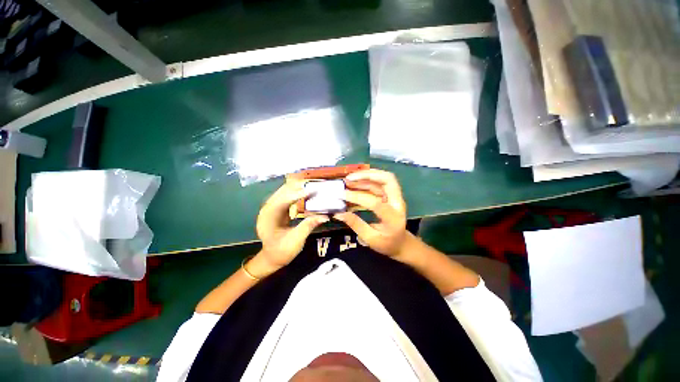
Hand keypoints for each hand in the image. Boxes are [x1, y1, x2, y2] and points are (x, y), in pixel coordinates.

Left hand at [256, 182, 328, 273]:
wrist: (272, 258)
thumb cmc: (282, 251)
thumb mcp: (296, 240)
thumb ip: (309, 226)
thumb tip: (325, 216)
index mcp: (268, 218)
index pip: (282, 201)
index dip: (297, 194)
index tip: (312, 190)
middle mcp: (267, 210)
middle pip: (282, 192)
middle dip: (297, 187)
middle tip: (313, 184)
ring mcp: (271, 209)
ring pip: (283, 192)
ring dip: (297, 188)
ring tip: (311, 186)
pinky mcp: (277, 210)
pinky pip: (286, 197)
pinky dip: (296, 193)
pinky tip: (305, 192)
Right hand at [334, 169, 407, 258]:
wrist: (401, 243)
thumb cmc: (387, 244)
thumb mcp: (370, 239)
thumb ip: (356, 224)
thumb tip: (338, 214)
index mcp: (393, 218)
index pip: (376, 203)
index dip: (358, 197)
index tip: (342, 195)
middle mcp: (397, 203)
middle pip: (388, 180)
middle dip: (368, 175)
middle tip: (350, 178)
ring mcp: (395, 197)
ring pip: (383, 179)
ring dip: (366, 176)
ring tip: (348, 179)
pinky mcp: (390, 195)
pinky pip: (379, 183)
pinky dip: (367, 180)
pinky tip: (355, 183)